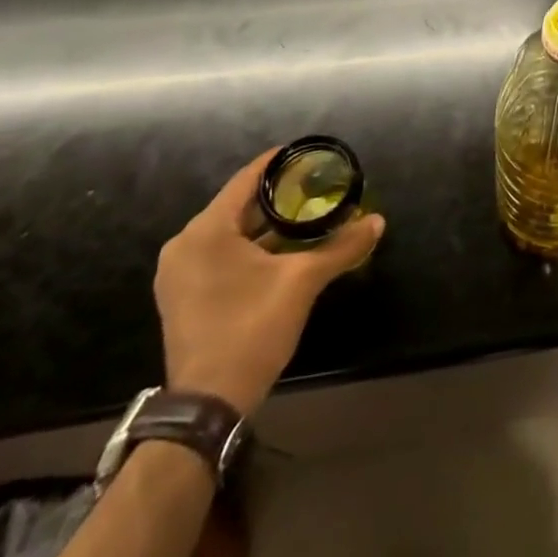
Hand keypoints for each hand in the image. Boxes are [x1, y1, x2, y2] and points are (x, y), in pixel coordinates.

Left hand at [155, 149, 384, 416]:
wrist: (208, 403)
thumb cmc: (252, 328)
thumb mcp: (302, 282)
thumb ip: (340, 247)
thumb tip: (377, 221)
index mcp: (205, 232)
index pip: (247, 179)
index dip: (279, 163)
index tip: (310, 153)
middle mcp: (185, 245)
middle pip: (238, 205)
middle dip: (278, 195)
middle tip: (316, 184)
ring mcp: (180, 273)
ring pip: (230, 231)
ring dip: (266, 223)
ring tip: (307, 212)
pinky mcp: (184, 295)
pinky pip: (221, 253)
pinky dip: (251, 246)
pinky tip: (284, 247)